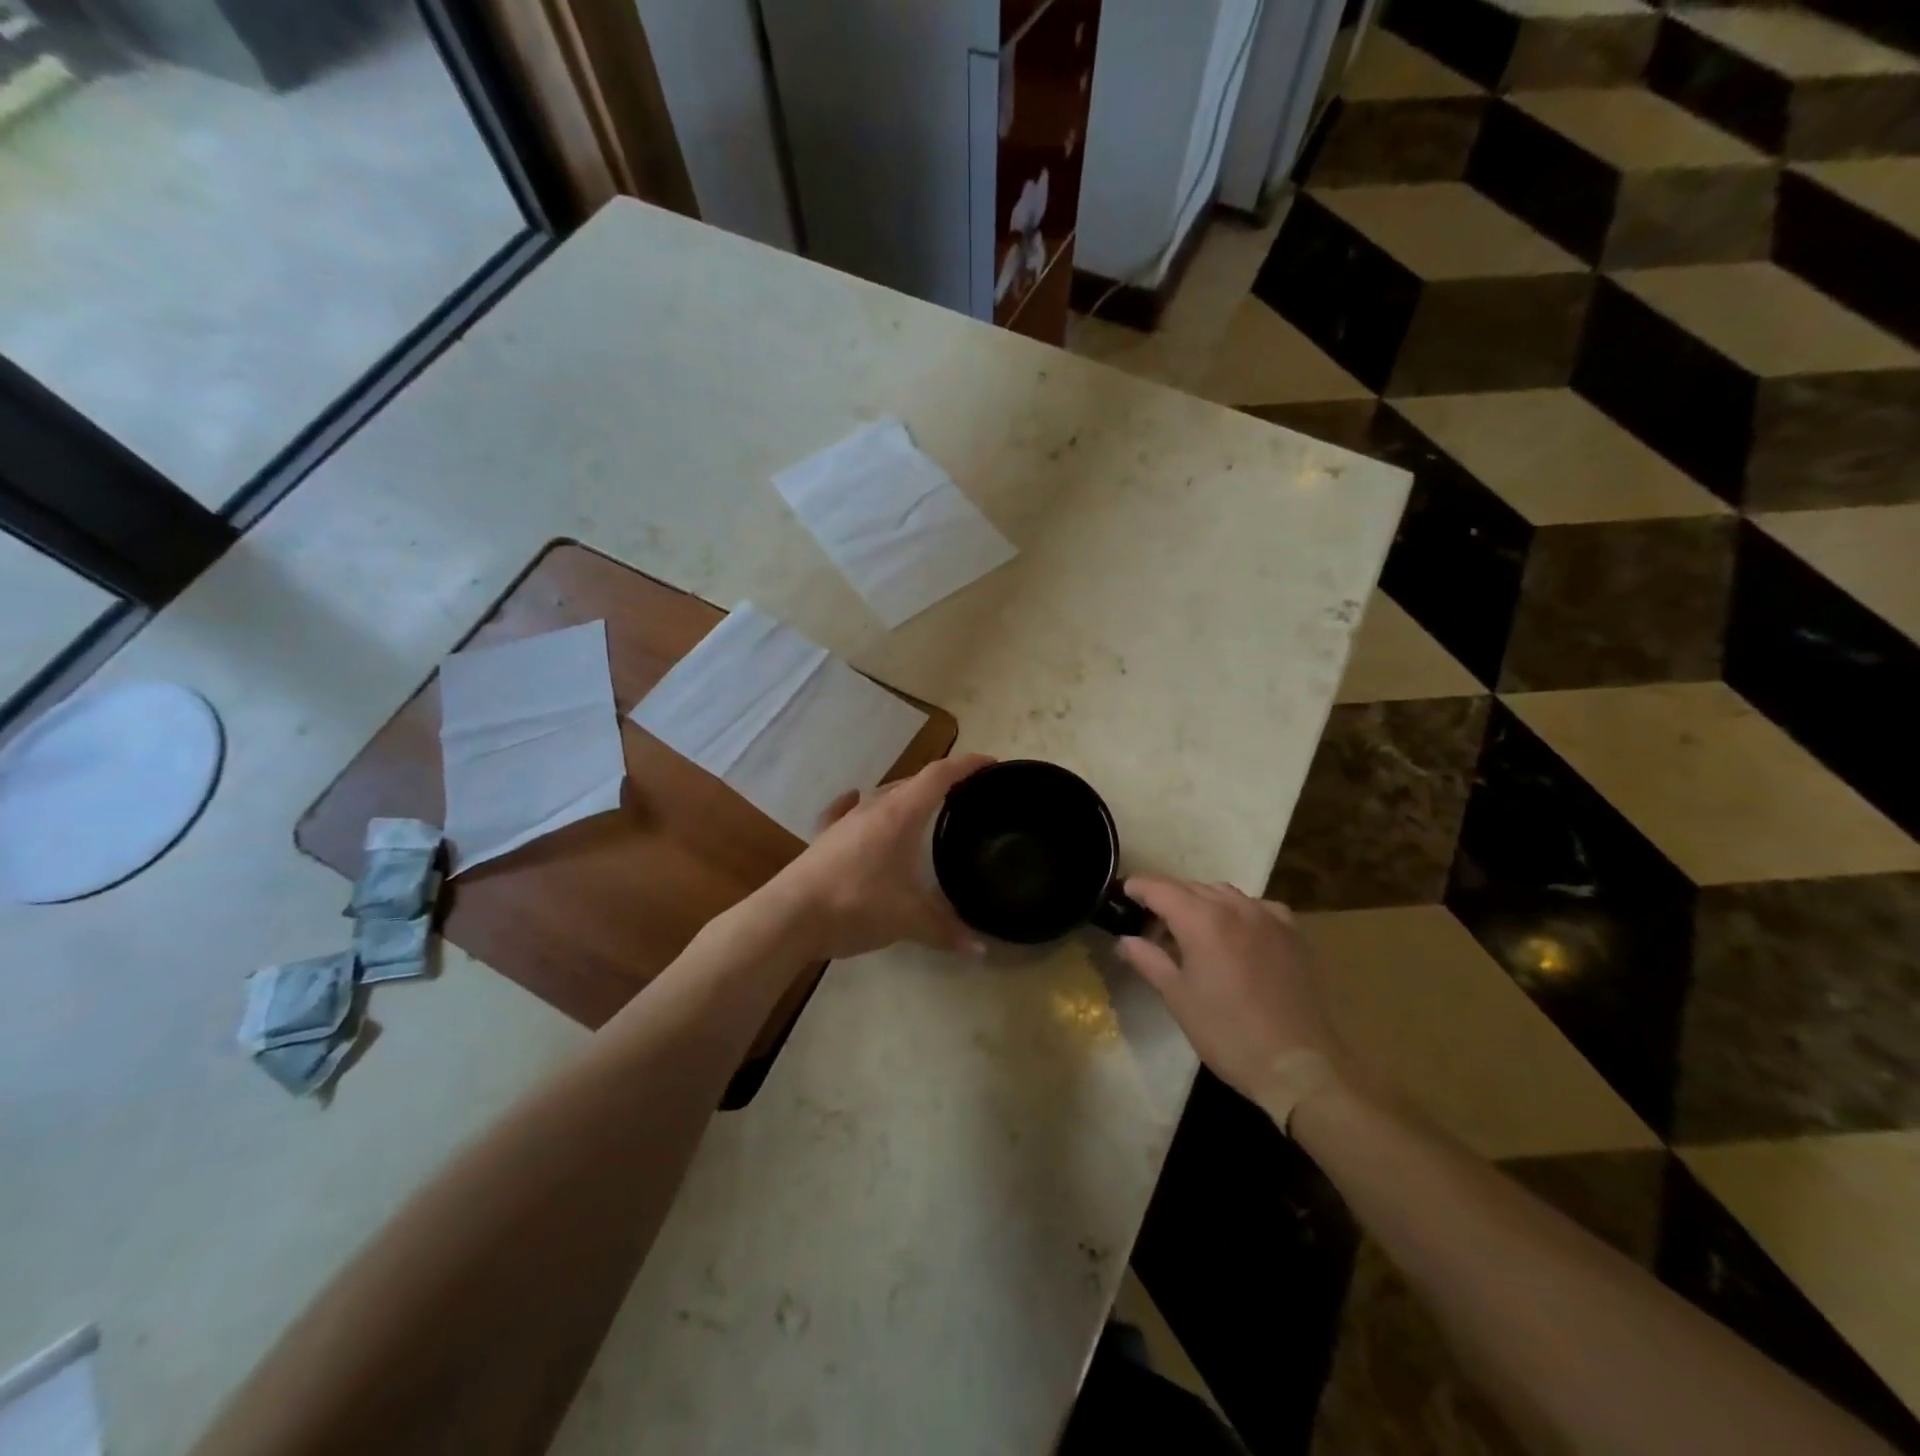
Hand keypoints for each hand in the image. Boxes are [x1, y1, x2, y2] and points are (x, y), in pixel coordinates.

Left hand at [765, 753, 995, 960]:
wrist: (790, 916)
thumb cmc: (857, 905)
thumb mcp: (909, 920)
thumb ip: (947, 931)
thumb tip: (980, 949)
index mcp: (901, 814)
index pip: (940, 776)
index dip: (967, 765)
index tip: (991, 764)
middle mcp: (874, 807)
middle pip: (913, 782)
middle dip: (941, 782)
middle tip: (966, 794)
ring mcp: (845, 821)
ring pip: (882, 796)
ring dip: (906, 796)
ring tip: (925, 807)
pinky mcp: (825, 838)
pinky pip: (846, 811)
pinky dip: (860, 805)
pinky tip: (856, 803)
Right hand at [1116, 877, 1342, 1114]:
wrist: (1297, 1065)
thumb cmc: (1227, 1032)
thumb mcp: (1177, 998)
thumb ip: (1148, 960)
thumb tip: (1125, 940)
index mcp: (1202, 919)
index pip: (1160, 889)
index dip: (1137, 887)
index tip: (1121, 893)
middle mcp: (1235, 907)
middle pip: (1191, 887)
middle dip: (1166, 897)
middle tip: (1149, 922)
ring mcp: (1268, 917)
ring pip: (1224, 893)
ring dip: (1201, 902)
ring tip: (1189, 929)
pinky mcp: (1292, 934)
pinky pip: (1257, 907)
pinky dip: (1237, 911)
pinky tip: (1235, 933)